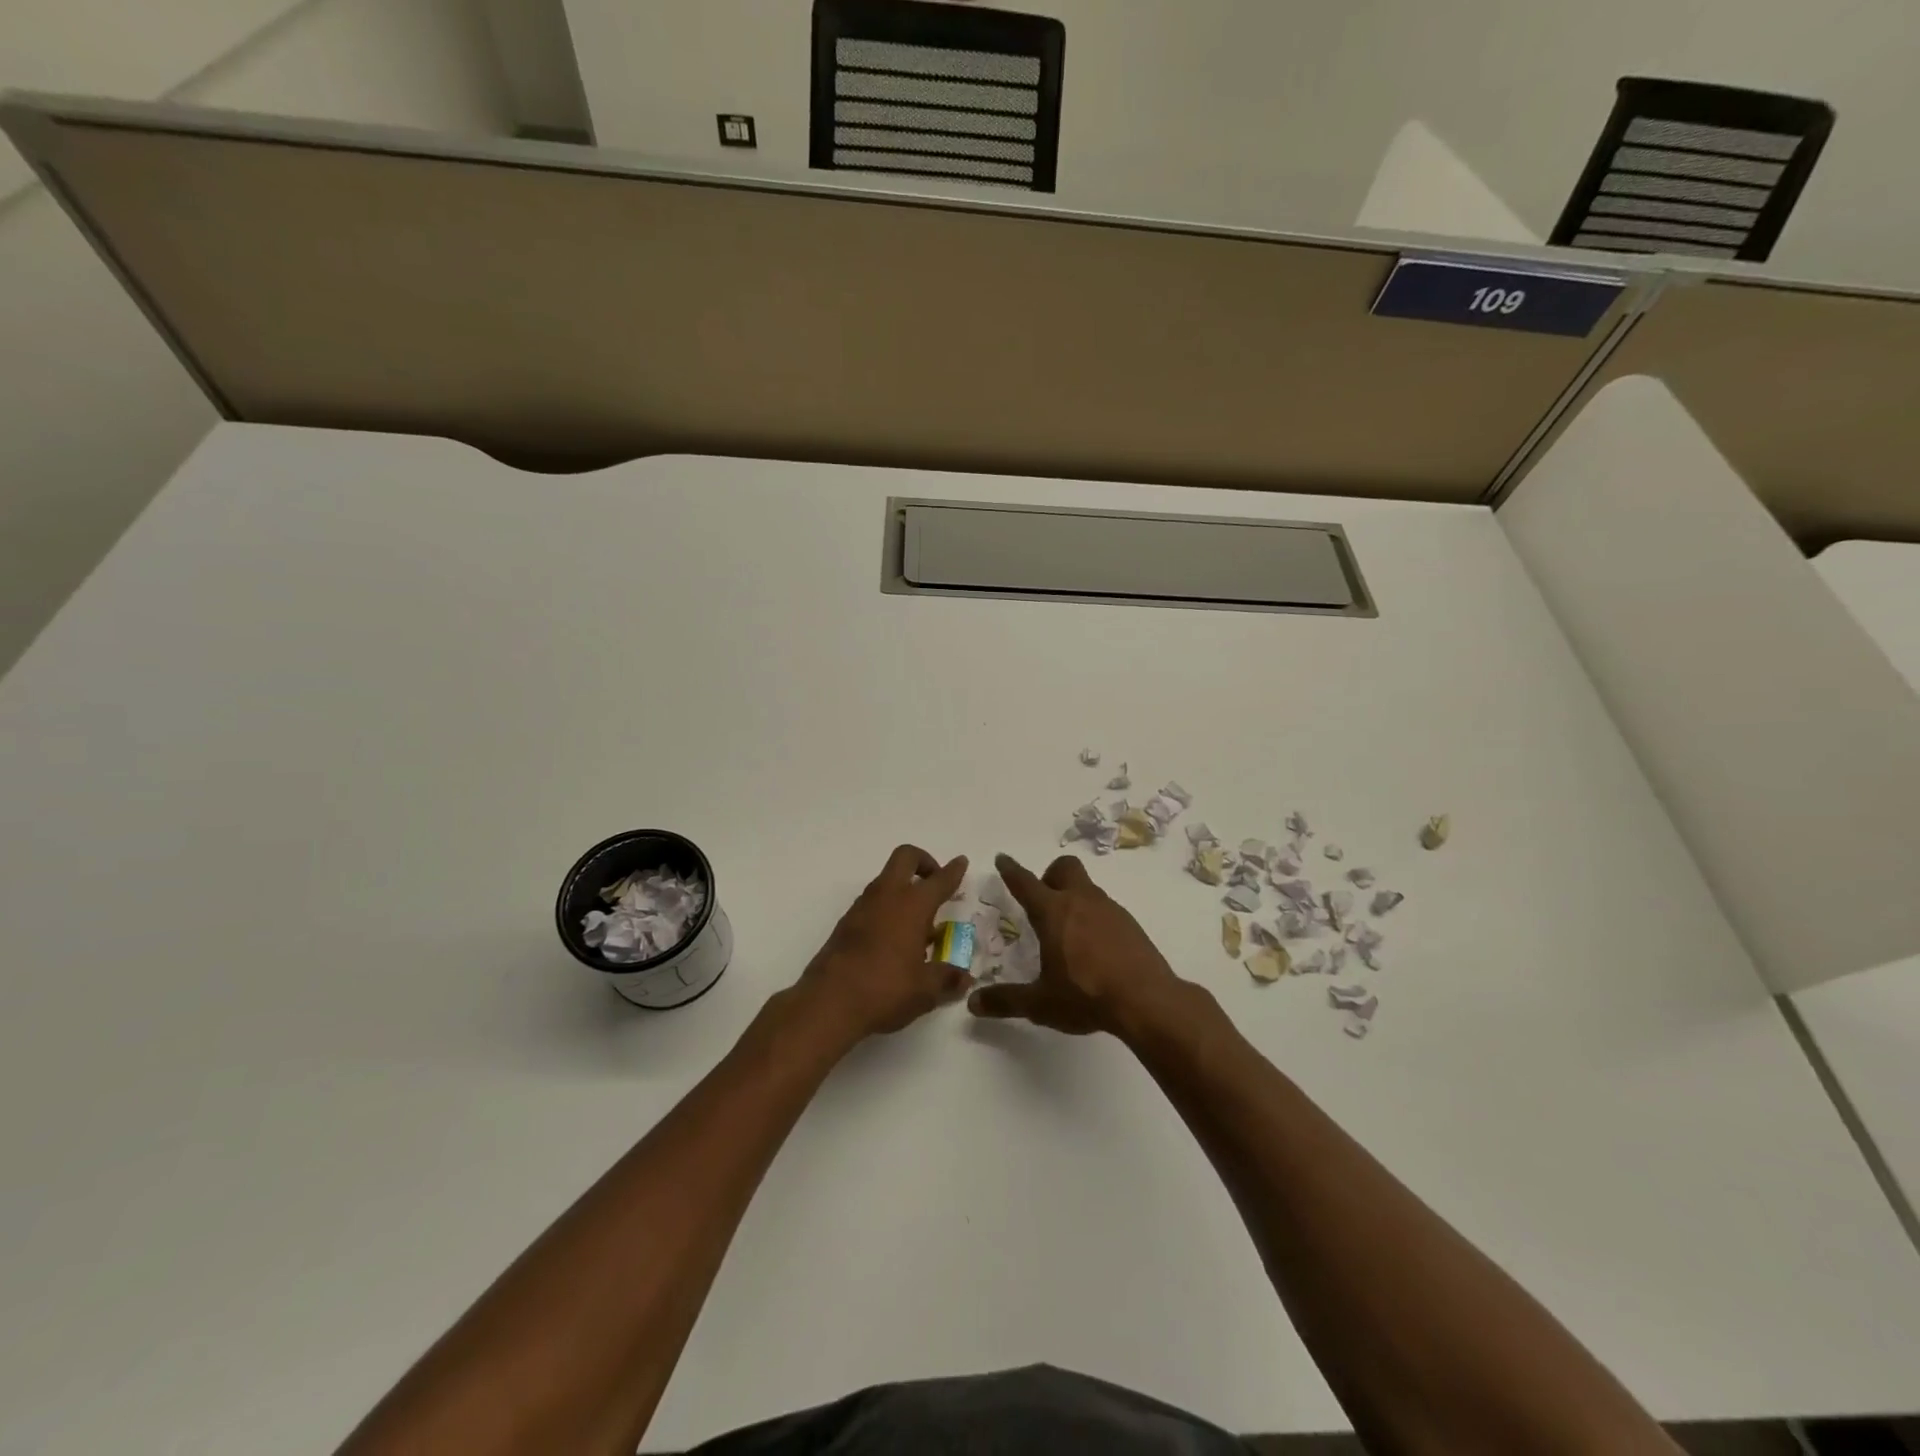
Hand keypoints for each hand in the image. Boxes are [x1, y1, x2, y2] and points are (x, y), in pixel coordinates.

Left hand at [792, 845, 971, 1044]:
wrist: (828, 1003)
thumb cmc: (885, 990)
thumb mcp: (925, 990)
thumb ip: (947, 979)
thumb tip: (964, 978)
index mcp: (912, 905)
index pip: (938, 880)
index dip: (953, 871)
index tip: (961, 862)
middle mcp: (887, 897)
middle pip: (905, 857)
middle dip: (923, 862)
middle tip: (935, 883)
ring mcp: (862, 907)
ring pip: (886, 880)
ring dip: (903, 888)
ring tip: (918, 923)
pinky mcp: (845, 923)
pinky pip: (872, 902)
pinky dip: (887, 908)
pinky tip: (894, 940)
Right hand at [967, 853, 1185, 1036]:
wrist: (1147, 1001)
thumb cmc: (1086, 996)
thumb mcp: (1040, 1003)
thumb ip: (1006, 1000)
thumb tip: (973, 1003)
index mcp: (1053, 913)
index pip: (1026, 883)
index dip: (1011, 870)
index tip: (1003, 858)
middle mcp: (1081, 901)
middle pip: (1065, 868)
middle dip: (1050, 876)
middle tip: (1044, 904)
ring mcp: (1110, 910)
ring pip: (1087, 888)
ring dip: (1074, 898)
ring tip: (1068, 933)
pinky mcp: (1130, 924)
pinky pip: (1106, 909)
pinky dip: (1095, 918)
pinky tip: (1095, 948)